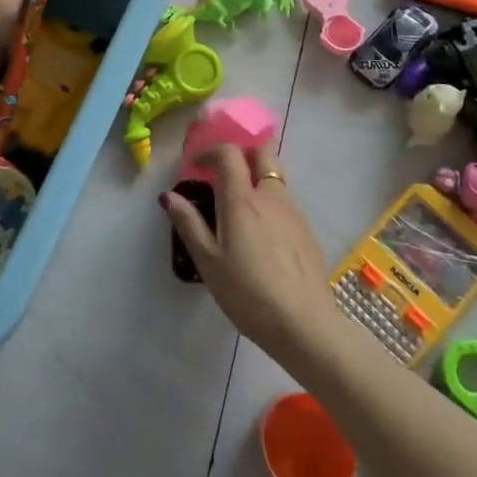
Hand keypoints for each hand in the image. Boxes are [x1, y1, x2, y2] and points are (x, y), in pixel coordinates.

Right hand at [162, 145, 344, 364]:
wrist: (304, 324)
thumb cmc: (248, 293)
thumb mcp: (209, 262)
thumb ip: (189, 224)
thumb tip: (169, 196)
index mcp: (242, 199)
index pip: (229, 153)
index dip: (210, 152)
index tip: (195, 166)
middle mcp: (271, 197)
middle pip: (262, 153)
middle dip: (242, 154)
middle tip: (223, 175)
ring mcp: (294, 213)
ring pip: (276, 179)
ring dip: (256, 180)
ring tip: (239, 212)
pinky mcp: (307, 232)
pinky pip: (285, 204)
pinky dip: (270, 204)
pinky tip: (261, 238)